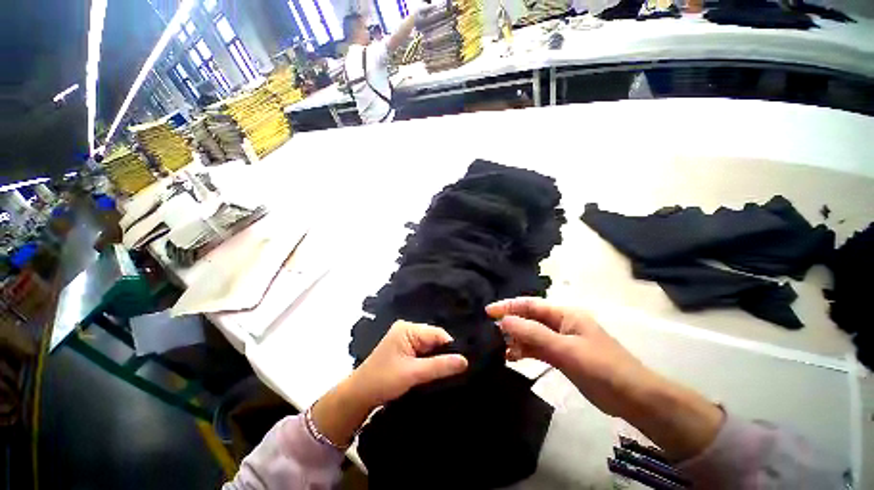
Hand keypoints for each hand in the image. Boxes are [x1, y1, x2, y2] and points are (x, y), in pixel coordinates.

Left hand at [349, 320, 468, 408]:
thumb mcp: (413, 373)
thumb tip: (465, 361)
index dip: (450, 347)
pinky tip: (435, 371)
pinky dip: (429, 362)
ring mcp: (405, 339)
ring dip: (437, 359)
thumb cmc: (383, 381)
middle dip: (444, 354)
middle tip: (457, 370)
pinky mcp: (404, 349)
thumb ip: (440, 366)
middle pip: (434, 339)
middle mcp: (407, 329)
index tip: (462, 364)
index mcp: (408, 329)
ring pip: (430, 347)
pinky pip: (423, 352)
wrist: (358, 396)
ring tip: (449, 372)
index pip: (437, 334)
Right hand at [486, 297, 649, 417]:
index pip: (530, 304)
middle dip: (510, 322)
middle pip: (529, 318)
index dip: (508, 306)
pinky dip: (525, 351)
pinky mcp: (561, 356)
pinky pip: (537, 348)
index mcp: (565, 314)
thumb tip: (505, 320)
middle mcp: (561, 323)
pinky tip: (512, 357)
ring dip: (516, 339)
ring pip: (532, 334)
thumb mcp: (566, 349)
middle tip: (490, 331)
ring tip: (499, 346)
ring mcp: (561, 340)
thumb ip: (534, 334)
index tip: (488, 311)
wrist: (633, 398)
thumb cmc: (602, 367)